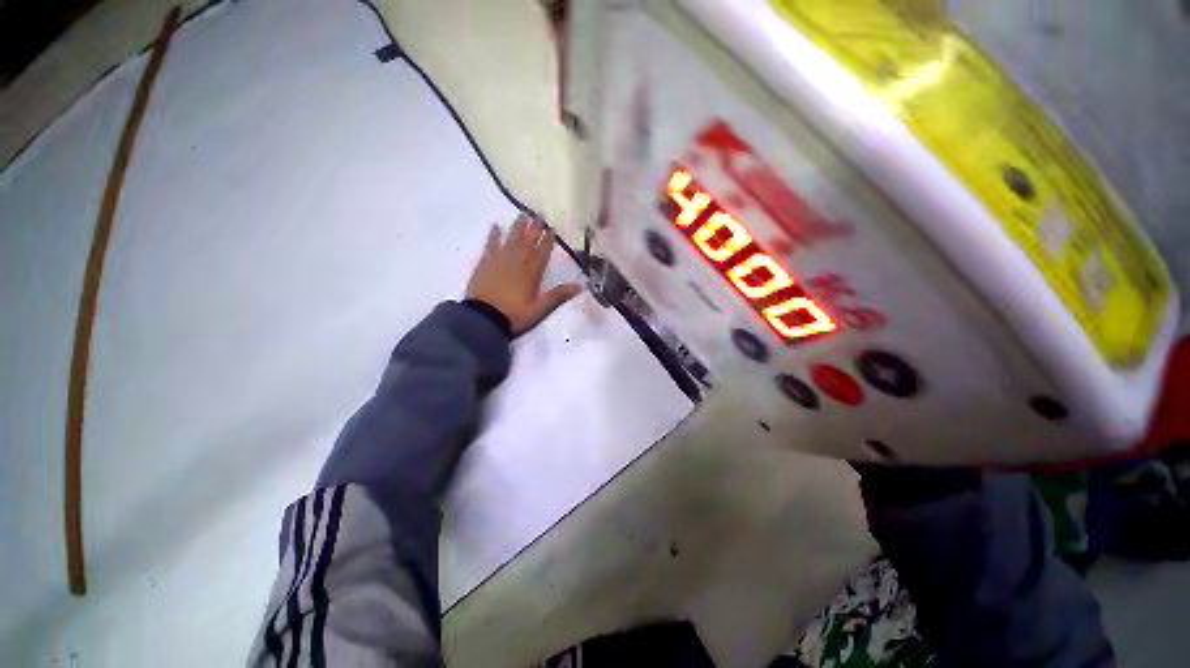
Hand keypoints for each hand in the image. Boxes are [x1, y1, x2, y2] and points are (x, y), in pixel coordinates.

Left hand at [465, 214, 582, 334]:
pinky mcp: (485, 263)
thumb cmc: (514, 315)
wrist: (483, 319)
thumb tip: (580, 286)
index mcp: (531, 273)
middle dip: (535, 227)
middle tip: (540, 213)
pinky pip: (490, 245)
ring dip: (518, 226)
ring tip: (523, 213)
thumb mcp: (539, 309)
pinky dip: (493, 235)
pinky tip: (495, 226)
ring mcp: (499, 260)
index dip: (548, 240)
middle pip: (528, 241)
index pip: (542, 252)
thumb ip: (558, 296)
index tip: (552, 228)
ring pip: (511, 239)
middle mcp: (517, 262)